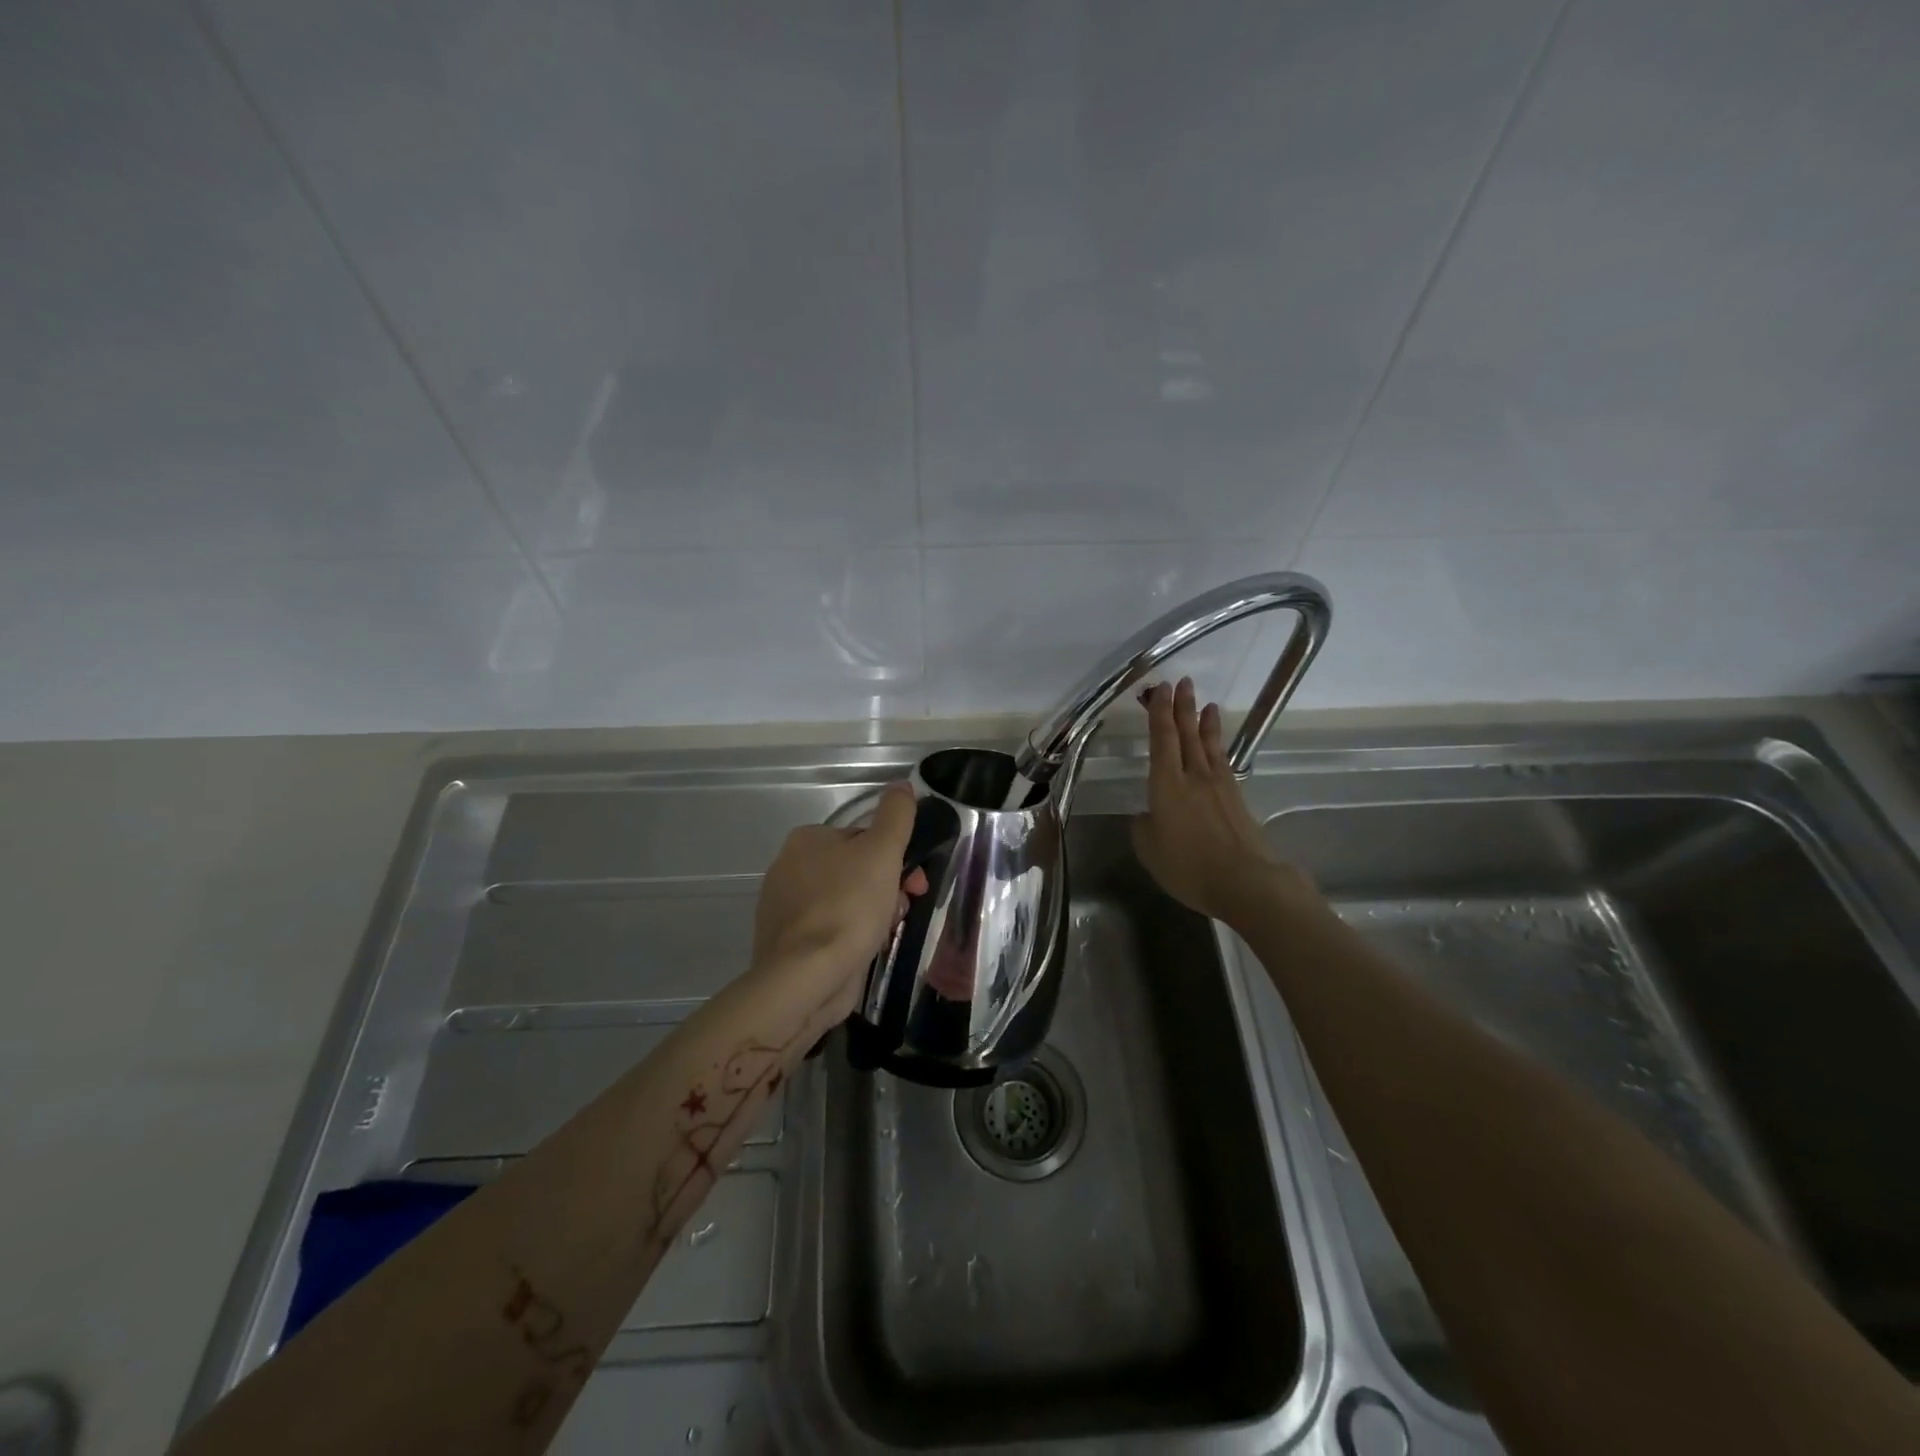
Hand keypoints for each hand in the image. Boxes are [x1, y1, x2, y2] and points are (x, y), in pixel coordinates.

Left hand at [750, 783, 928, 1014]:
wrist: (806, 978)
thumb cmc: (848, 906)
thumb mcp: (882, 851)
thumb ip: (896, 815)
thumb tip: (901, 785)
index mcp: (806, 840)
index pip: (863, 839)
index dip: (895, 858)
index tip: (914, 882)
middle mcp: (789, 868)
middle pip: (857, 871)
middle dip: (887, 888)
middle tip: (902, 909)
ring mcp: (786, 908)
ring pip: (848, 902)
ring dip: (874, 914)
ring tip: (883, 934)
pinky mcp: (790, 943)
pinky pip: (833, 931)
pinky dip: (853, 937)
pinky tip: (864, 950)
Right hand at [1131, 677, 1308, 927]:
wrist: (1244, 881)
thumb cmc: (1188, 866)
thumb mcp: (1149, 849)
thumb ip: (1143, 826)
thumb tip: (1148, 814)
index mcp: (1166, 785)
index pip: (1161, 740)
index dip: (1160, 713)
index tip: (1160, 690)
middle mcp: (1192, 777)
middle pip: (1186, 734)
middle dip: (1182, 707)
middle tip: (1181, 682)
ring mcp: (1218, 786)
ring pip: (1207, 745)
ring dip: (1203, 722)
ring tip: (1205, 702)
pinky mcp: (1236, 798)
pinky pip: (1223, 761)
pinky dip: (1218, 745)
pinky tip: (1216, 743)